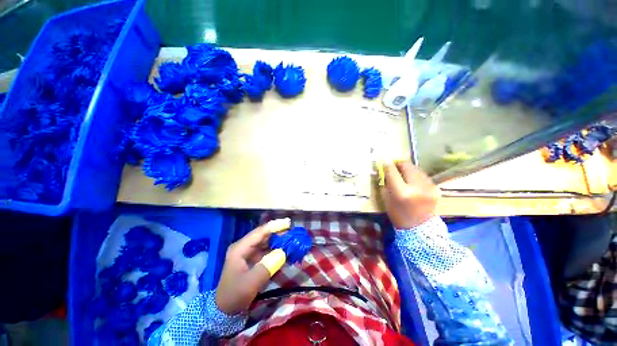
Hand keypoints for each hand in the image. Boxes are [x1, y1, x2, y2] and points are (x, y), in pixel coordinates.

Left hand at [216, 218, 290, 314]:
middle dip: (278, 232)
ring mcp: (247, 253)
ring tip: (291, 239)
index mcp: (240, 248)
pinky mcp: (251, 259)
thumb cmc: (235, 295)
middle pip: (263, 235)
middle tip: (293, 232)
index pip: (259, 232)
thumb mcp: (251, 283)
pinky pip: (265, 250)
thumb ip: (267, 266)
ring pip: (265, 241)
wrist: (224, 311)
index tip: (288, 223)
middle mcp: (243, 247)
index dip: (274, 226)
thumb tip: (283, 252)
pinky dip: (275, 249)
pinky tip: (284, 250)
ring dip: (278, 240)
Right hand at [380, 161, 439, 228]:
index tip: (384, 161)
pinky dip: (416, 175)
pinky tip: (412, 181)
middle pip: (407, 166)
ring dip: (408, 169)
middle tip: (394, 165)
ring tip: (403, 174)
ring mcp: (429, 187)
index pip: (392, 171)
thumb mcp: (386, 199)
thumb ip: (386, 182)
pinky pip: (423, 175)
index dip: (387, 164)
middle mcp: (417, 187)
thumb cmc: (398, 214)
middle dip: (399, 163)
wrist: (419, 228)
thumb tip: (385, 169)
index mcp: (401, 192)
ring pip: (416, 168)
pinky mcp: (436, 188)